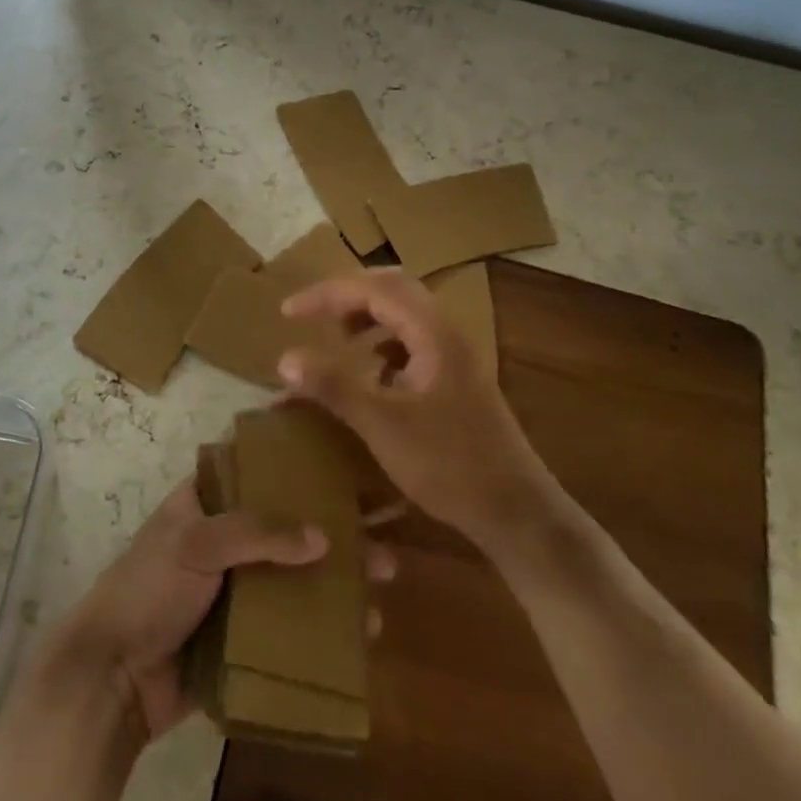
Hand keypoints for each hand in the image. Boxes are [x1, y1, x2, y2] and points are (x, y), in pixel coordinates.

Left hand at [54, 479, 394, 743]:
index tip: (346, 458)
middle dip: (335, 529)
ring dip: (339, 579)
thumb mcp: (194, 543)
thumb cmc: (147, 590)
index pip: (257, 469)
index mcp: (205, 502)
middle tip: (383, 536)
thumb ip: (255, 533)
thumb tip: (323, 538)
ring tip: (383, 585)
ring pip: (297, 575)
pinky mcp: (246, 637)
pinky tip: (363, 634)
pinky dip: (326, 627)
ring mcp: (238, 590)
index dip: (297, 462)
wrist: (113, 680)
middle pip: (289, 525)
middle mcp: (226, 539)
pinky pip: (293, 625)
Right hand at [280, 270, 548, 546]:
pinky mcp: (456, 380)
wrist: (515, 511)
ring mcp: (455, 356)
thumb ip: (334, 386)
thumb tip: (285, 358)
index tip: (288, 313)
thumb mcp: (382, 425)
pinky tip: (371, 374)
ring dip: (368, 317)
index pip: (373, 290)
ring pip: (406, 314)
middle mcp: (446, 334)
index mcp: (432, 334)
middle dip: (348, 295)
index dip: (327, 294)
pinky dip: (384, 344)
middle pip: (393, 289)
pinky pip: (414, 341)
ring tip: (339, 339)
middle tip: (313, 314)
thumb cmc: (448, 464)